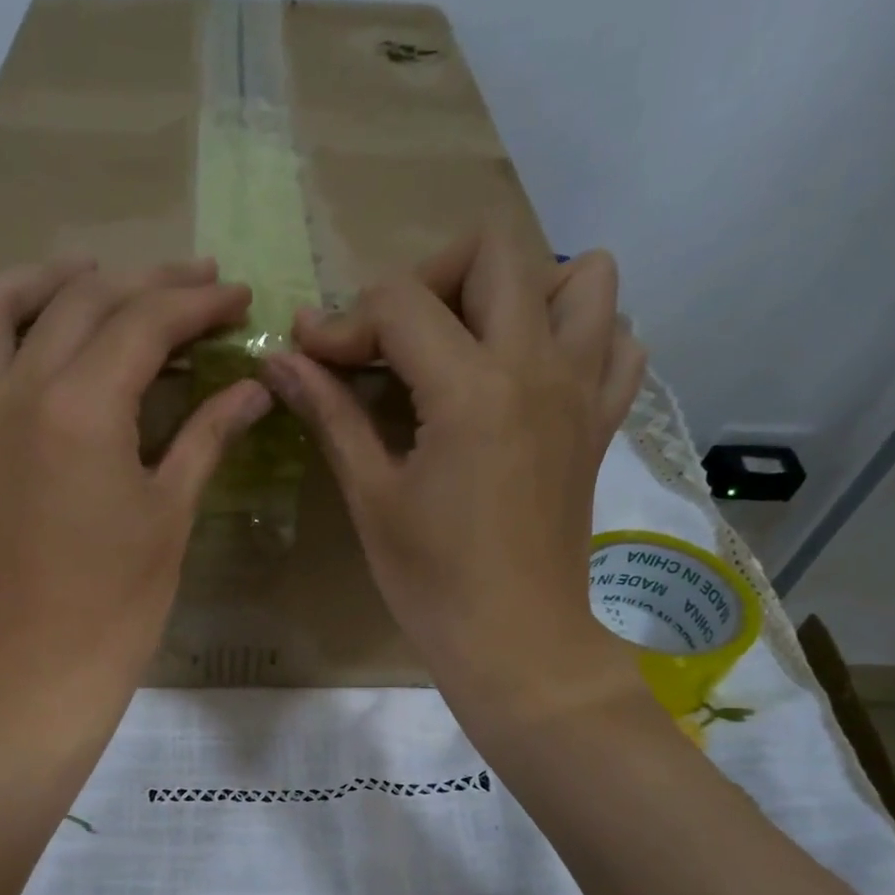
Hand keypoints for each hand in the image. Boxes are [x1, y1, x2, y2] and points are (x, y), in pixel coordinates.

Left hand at [0, 260, 271, 716]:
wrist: (48, 672)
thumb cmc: (122, 603)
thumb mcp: (171, 515)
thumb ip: (207, 436)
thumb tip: (254, 387)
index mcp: (82, 409)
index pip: (144, 323)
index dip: (196, 303)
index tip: (234, 298)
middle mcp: (14, 398)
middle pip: (75, 306)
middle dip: (139, 284)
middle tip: (185, 288)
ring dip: (29, 282)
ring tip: (72, 276)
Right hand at [263, 226, 648, 726]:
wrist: (514, 642)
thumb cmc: (431, 582)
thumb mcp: (372, 497)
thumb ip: (331, 415)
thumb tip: (279, 359)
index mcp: (471, 388)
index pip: (400, 303)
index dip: (344, 321)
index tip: (312, 355)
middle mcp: (538, 366)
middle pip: (493, 252)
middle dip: (428, 280)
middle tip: (394, 342)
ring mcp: (581, 390)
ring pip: (581, 277)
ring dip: (520, 290)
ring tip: (473, 345)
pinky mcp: (600, 422)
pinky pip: (616, 341)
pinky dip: (579, 335)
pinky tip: (533, 376)